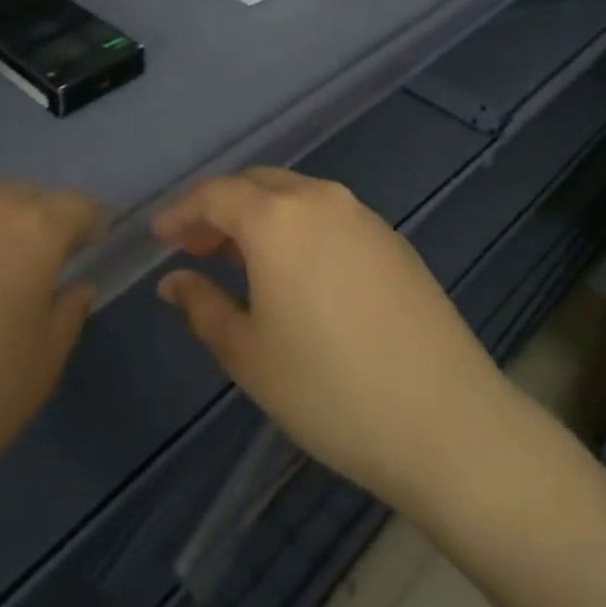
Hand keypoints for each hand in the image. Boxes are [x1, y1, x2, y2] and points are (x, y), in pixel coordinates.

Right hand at [153, 168, 518, 516]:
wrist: (446, 421)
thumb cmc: (328, 389)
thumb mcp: (248, 354)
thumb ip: (202, 306)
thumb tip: (175, 281)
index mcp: (278, 218)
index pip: (215, 194)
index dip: (181, 211)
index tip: (160, 235)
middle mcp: (321, 199)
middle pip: (257, 185)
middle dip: (220, 210)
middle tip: (196, 248)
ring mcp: (364, 216)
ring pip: (296, 197)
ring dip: (260, 218)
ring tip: (240, 262)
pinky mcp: (393, 240)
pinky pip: (329, 216)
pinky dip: (298, 229)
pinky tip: (296, 273)